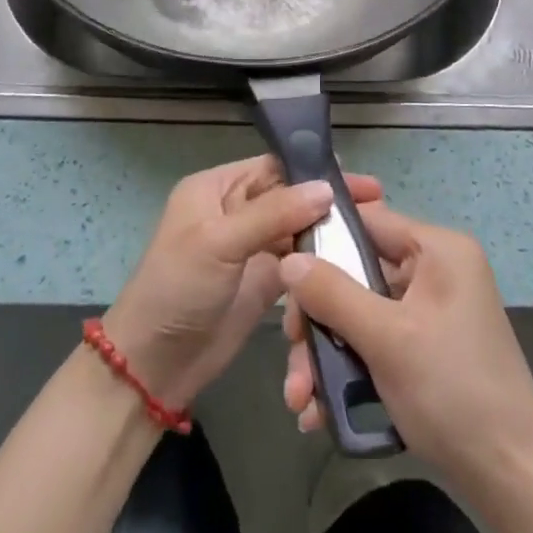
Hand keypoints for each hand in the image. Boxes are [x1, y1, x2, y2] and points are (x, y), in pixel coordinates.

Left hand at [104, 155, 382, 407]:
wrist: (155, 365)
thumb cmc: (178, 288)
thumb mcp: (219, 241)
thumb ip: (273, 213)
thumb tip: (326, 189)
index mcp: (217, 189)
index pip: (272, 167)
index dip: (312, 170)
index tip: (357, 179)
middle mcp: (236, 211)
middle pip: (290, 197)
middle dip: (328, 200)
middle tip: (377, 205)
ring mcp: (251, 248)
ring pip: (298, 230)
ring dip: (328, 231)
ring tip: (372, 232)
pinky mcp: (264, 282)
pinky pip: (299, 264)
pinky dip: (321, 263)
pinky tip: (352, 262)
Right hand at [279, 203, 532, 493]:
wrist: (512, 479)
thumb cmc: (452, 391)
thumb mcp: (386, 339)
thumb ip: (333, 293)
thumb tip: (287, 259)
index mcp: (438, 250)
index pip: (368, 221)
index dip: (323, 241)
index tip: (283, 272)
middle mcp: (435, 271)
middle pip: (356, 273)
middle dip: (318, 317)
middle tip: (290, 350)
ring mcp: (430, 311)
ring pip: (359, 313)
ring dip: (325, 353)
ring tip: (299, 399)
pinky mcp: (425, 348)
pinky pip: (375, 342)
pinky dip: (347, 370)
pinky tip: (318, 410)